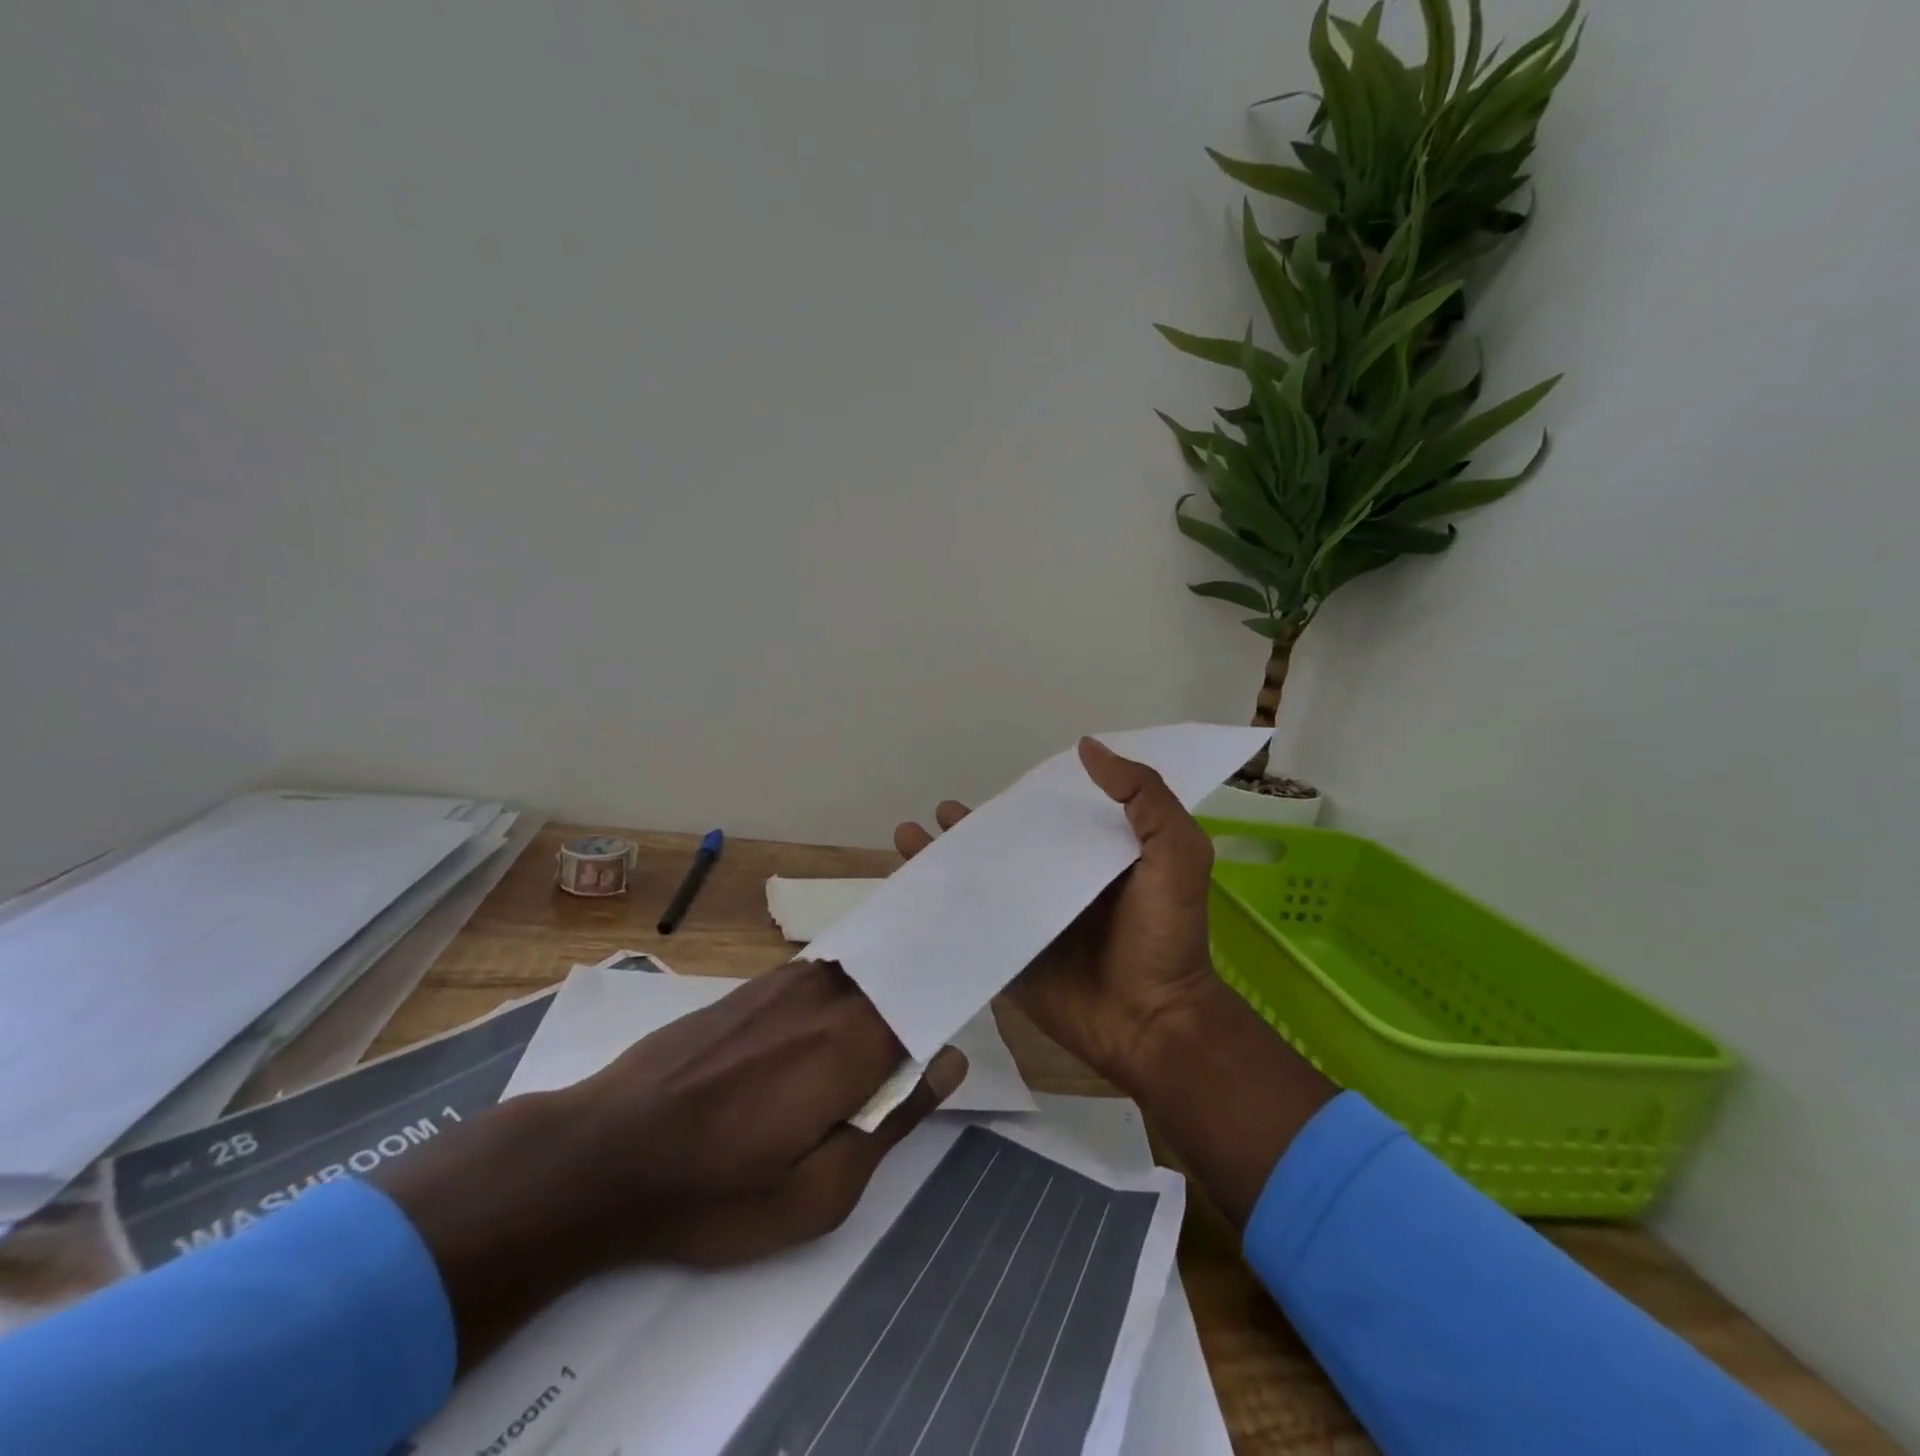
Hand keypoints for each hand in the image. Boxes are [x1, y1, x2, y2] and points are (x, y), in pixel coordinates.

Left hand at [380, 961, 964, 1366]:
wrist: (602, 1152)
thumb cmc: (715, 1190)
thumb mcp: (819, 1192)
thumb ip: (893, 1119)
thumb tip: (947, 1061)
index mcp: (852, 1042)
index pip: (927, 996)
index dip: (954, 992)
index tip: (976, 992)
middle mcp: (826, 993)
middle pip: (897, 972)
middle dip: (924, 980)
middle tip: (950, 997)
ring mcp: (785, 981)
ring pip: (860, 968)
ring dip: (885, 979)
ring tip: (902, 999)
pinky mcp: (754, 985)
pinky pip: (822, 974)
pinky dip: (845, 984)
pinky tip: (839, 1008)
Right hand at [894, 736, 1218, 1088]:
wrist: (1152, 1021)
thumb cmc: (1164, 935)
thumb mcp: (1176, 853)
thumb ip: (1144, 798)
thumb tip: (1086, 748)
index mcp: (1093, 857)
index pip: (1050, 818)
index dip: (1019, 801)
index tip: (992, 785)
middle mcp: (1057, 883)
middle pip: (1005, 847)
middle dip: (970, 829)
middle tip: (940, 812)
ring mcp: (1030, 921)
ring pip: (979, 882)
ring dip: (944, 861)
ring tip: (907, 838)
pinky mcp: (1009, 956)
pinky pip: (967, 926)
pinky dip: (938, 909)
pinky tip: (907, 891)